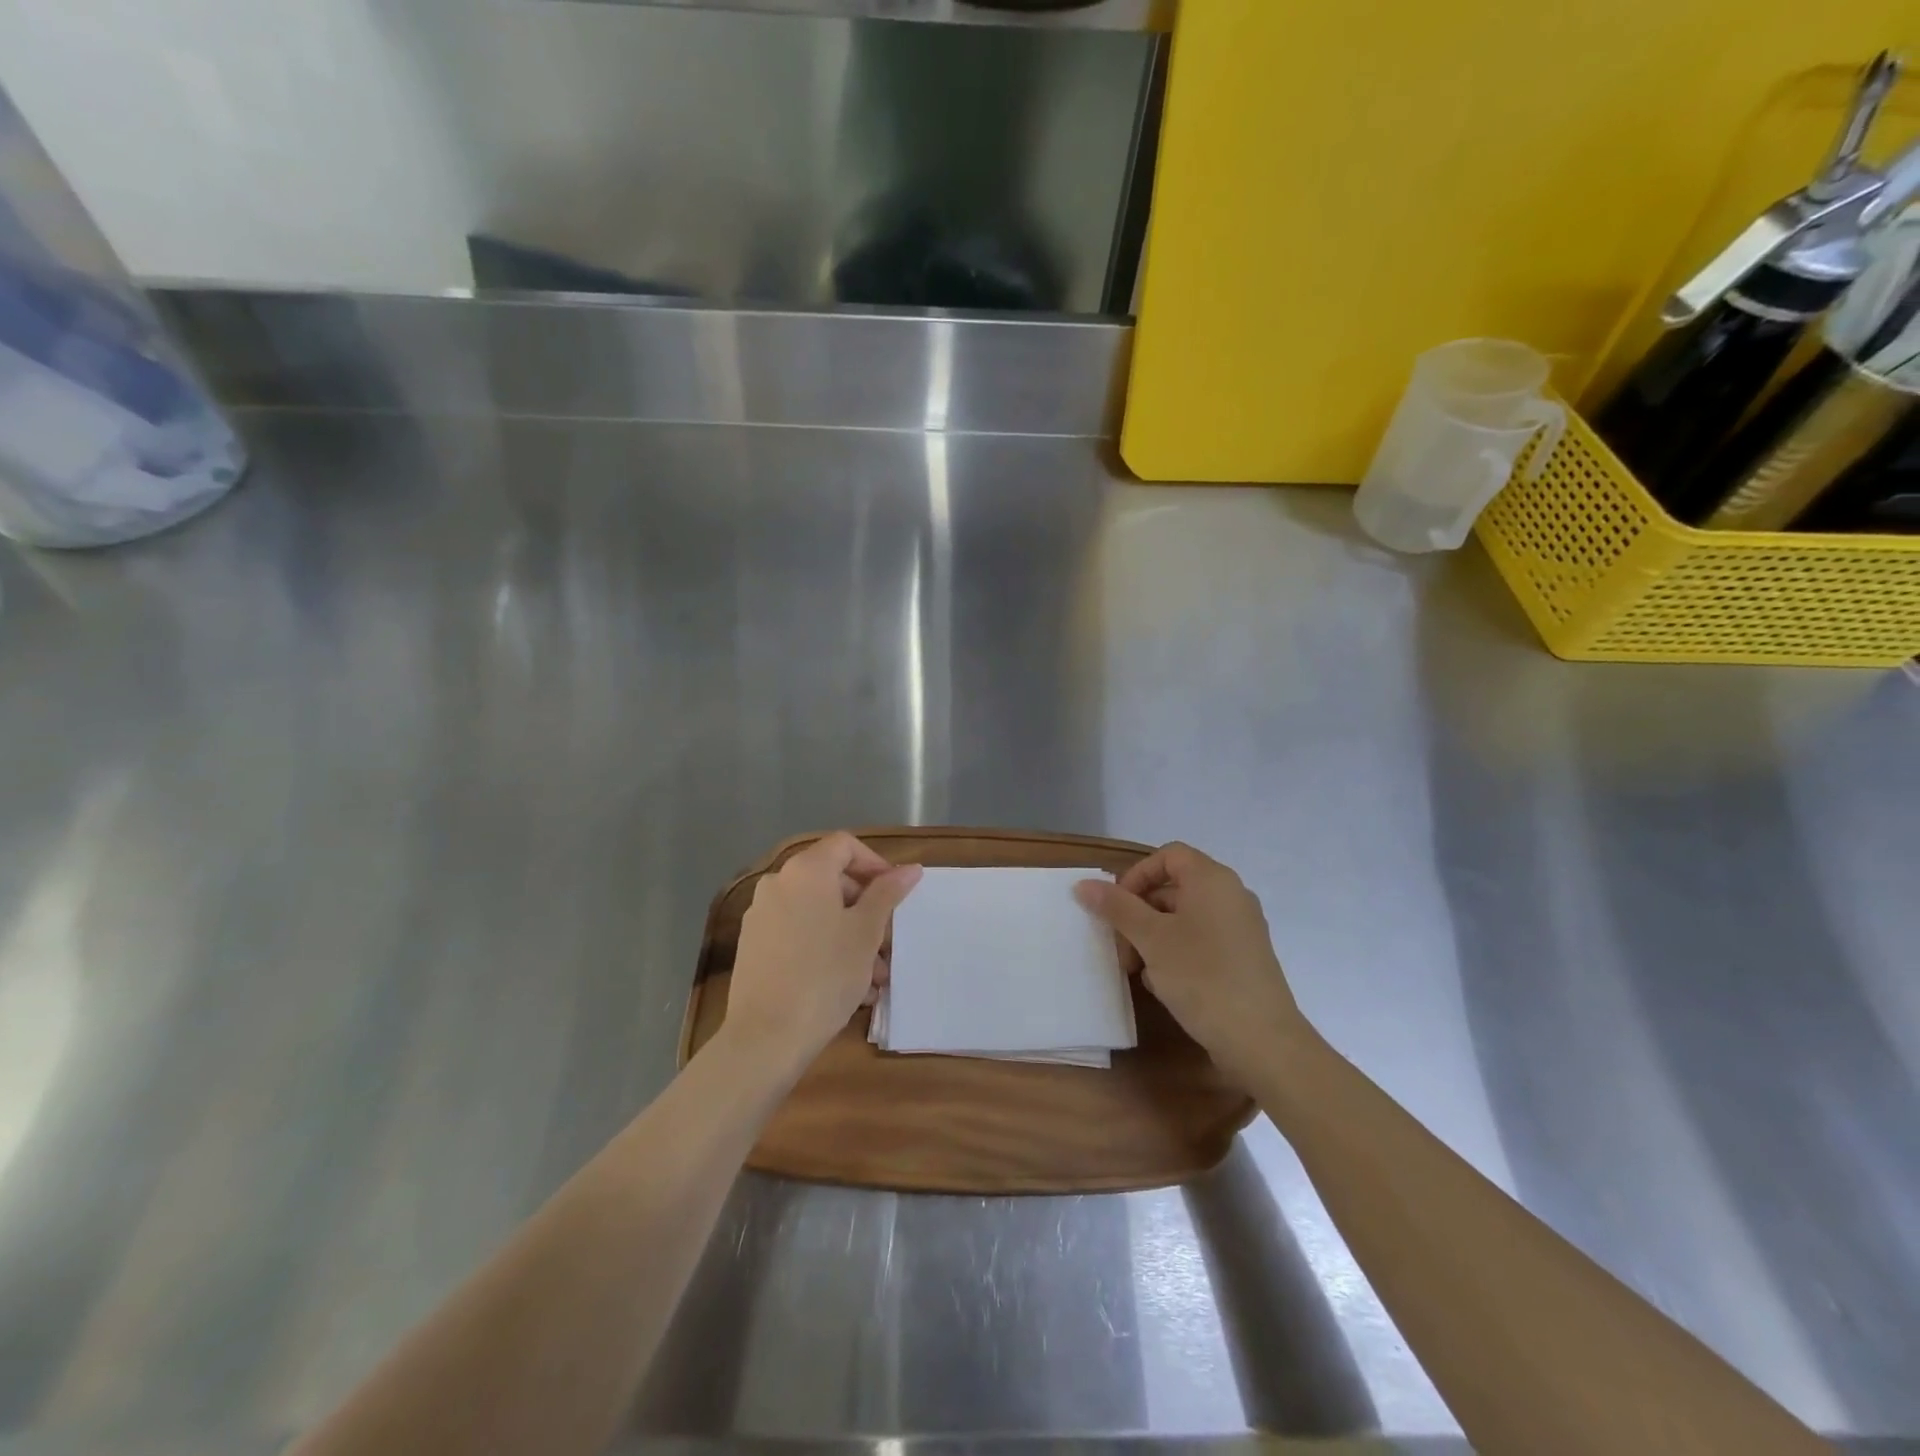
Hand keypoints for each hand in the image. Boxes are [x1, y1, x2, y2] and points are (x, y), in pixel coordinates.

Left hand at [724, 832, 921, 1068]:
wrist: (766, 1037)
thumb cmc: (825, 975)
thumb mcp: (866, 932)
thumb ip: (887, 893)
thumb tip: (910, 868)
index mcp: (805, 871)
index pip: (845, 845)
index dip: (875, 864)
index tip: (896, 895)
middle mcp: (778, 883)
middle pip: (831, 879)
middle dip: (865, 907)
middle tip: (888, 941)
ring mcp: (761, 915)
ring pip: (817, 911)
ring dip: (849, 934)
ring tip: (873, 976)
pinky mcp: (753, 946)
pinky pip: (798, 933)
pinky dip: (824, 946)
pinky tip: (846, 986)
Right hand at [1074, 843, 1309, 1085]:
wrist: (1263, 1041)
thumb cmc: (1202, 977)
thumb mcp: (1151, 939)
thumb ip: (1117, 907)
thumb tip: (1084, 884)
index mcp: (1212, 880)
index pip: (1168, 855)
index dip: (1137, 875)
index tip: (1116, 907)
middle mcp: (1231, 896)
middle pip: (1173, 888)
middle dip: (1139, 914)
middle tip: (1121, 948)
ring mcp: (1240, 928)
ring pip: (1184, 918)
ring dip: (1153, 938)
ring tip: (1139, 972)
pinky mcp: (1243, 958)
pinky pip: (1201, 941)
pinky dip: (1177, 954)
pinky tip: (1164, 985)